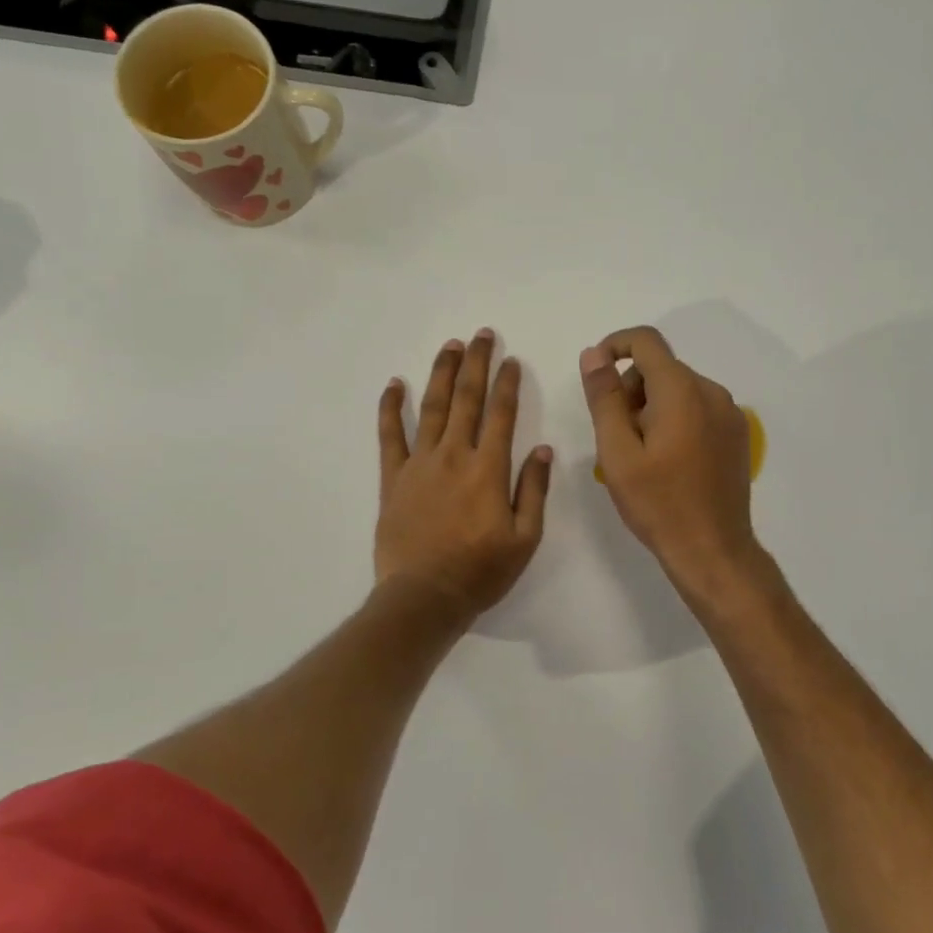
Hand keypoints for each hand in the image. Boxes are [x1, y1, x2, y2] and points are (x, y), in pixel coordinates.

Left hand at [376, 330, 552, 621]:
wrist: (423, 597)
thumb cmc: (480, 572)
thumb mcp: (525, 538)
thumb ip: (533, 490)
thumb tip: (543, 448)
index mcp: (488, 469)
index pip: (502, 414)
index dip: (508, 384)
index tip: (512, 360)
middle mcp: (454, 456)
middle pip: (467, 399)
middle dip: (476, 363)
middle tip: (482, 335)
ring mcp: (420, 464)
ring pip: (432, 407)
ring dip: (441, 373)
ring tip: (450, 346)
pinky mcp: (393, 478)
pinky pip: (390, 435)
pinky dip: (391, 408)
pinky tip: (394, 384)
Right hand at [580, 326, 757, 589]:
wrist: (712, 550)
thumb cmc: (658, 504)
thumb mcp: (617, 452)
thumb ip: (604, 398)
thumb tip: (594, 354)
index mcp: (682, 391)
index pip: (646, 341)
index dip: (614, 346)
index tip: (595, 377)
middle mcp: (711, 392)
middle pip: (661, 368)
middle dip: (631, 390)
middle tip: (616, 437)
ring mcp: (729, 414)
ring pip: (679, 389)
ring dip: (651, 407)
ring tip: (641, 455)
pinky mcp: (736, 434)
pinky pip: (697, 409)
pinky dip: (675, 420)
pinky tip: (667, 462)